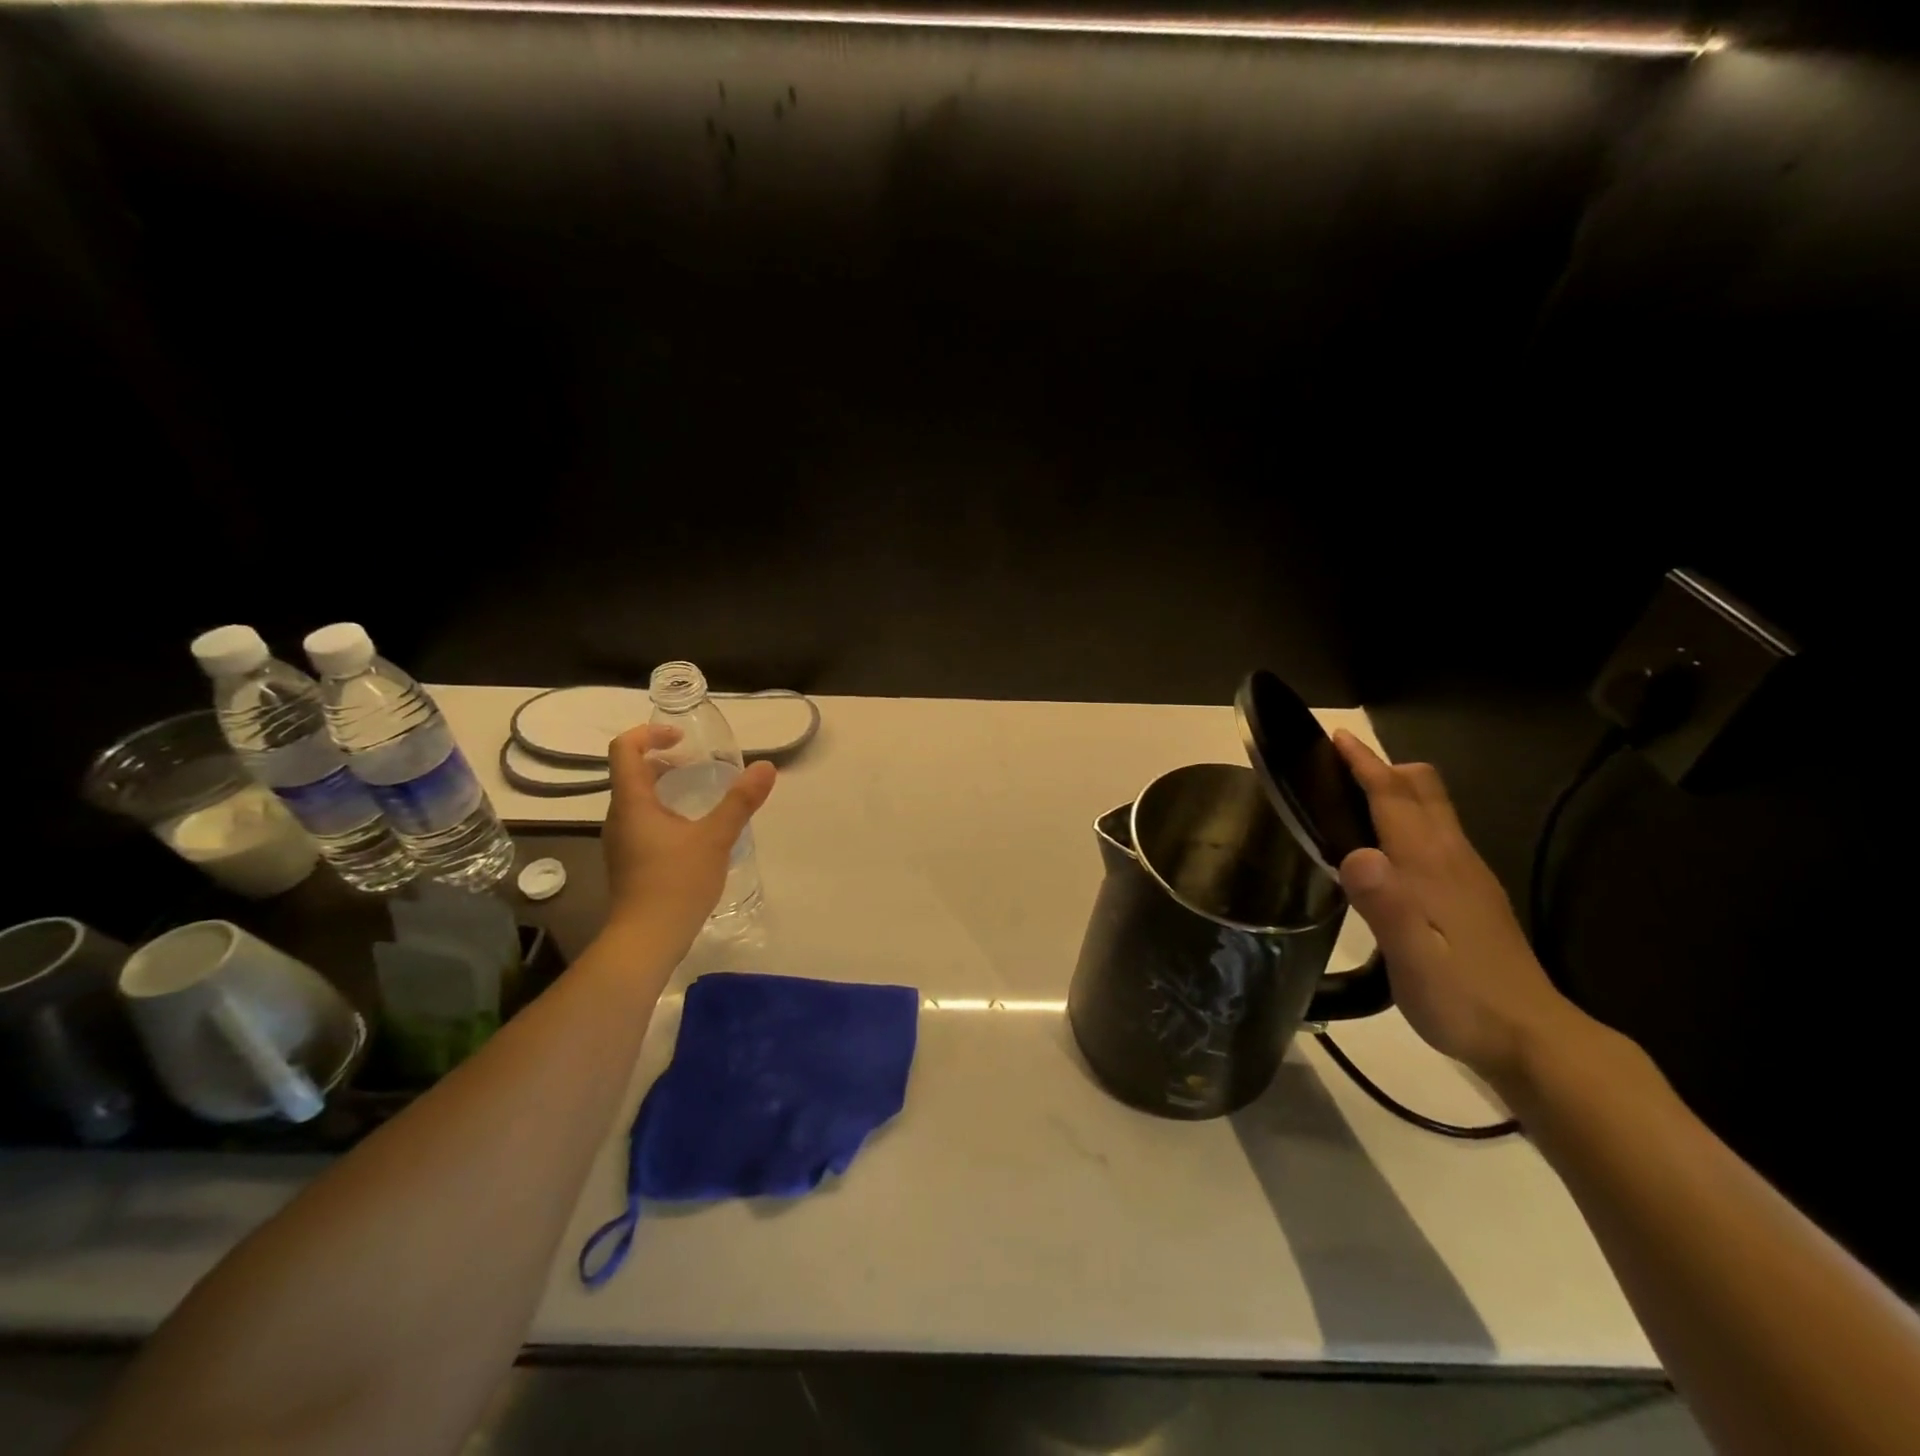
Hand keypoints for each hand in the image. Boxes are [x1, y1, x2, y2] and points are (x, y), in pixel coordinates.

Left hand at [601, 725, 776, 947]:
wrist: (646, 940)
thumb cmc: (676, 882)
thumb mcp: (716, 837)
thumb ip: (740, 801)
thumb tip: (765, 767)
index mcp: (632, 803)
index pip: (625, 749)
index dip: (649, 734)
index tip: (682, 739)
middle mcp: (619, 817)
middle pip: (632, 773)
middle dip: (664, 761)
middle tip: (699, 764)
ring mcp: (621, 841)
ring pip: (638, 800)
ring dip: (665, 787)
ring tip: (702, 794)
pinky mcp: (629, 861)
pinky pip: (642, 822)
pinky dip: (665, 812)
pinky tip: (694, 831)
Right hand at [1332, 730, 1588, 1085]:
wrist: (1535, 1040)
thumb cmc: (1462, 1000)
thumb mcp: (1413, 961)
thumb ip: (1385, 906)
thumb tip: (1356, 853)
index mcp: (1431, 867)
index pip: (1395, 798)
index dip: (1365, 765)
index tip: (1337, 738)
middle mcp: (1453, 859)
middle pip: (1423, 791)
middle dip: (1384, 767)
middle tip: (1340, 766)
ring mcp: (1470, 876)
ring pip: (1434, 810)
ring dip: (1398, 790)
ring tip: (1358, 797)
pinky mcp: (1476, 895)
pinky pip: (1439, 834)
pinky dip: (1411, 817)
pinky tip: (1393, 847)